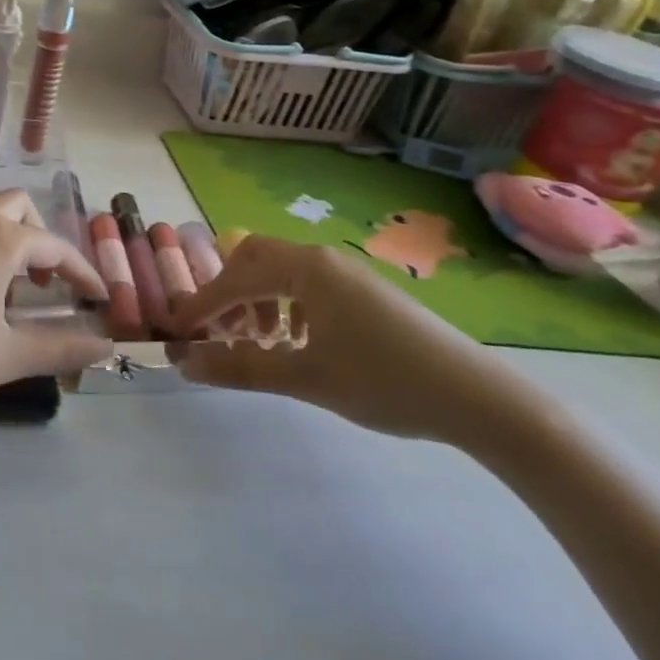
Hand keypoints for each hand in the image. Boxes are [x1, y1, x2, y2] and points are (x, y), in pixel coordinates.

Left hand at [0, 191, 109, 427]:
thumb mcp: (6, 356)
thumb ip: (60, 348)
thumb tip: (103, 345)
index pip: (55, 246)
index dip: (82, 272)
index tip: (97, 299)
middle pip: (16, 206)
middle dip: (40, 238)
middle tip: (44, 283)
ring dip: (3, 242)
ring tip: (2, 293)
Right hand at [167, 234, 542, 444]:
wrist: (482, 400)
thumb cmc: (386, 382)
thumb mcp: (306, 378)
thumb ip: (241, 368)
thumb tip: (185, 364)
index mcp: (305, 268)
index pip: (234, 278)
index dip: (201, 304)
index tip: (177, 331)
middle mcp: (322, 259)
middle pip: (254, 259)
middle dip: (229, 293)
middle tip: (221, 332)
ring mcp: (348, 273)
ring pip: (281, 272)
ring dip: (257, 300)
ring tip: (258, 342)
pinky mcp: (367, 293)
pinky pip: (308, 286)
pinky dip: (286, 305)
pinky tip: (297, 343)